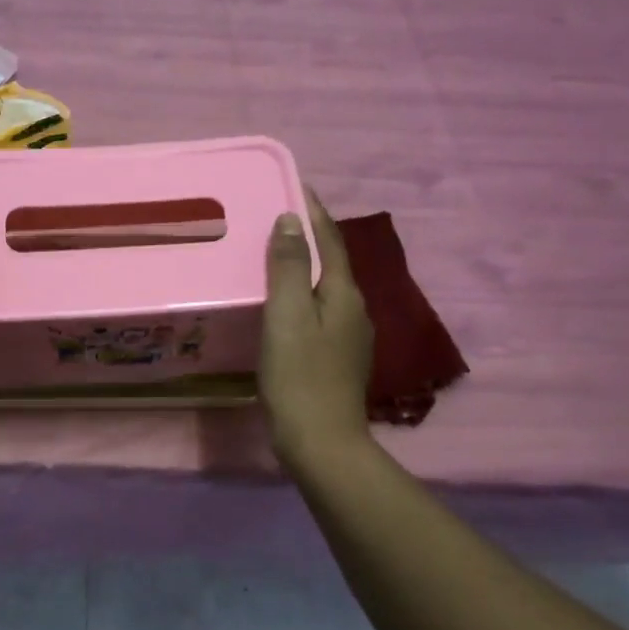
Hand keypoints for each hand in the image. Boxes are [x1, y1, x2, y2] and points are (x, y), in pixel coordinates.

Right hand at [260, 191, 373, 473]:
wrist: (321, 443)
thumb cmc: (299, 376)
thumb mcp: (288, 316)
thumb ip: (291, 267)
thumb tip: (291, 220)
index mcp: (345, 295)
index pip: (332, 240)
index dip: (313, 212)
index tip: (294, 186)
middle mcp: (355, 310)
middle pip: (332, 262)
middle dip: (309, 237)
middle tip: (275, 218)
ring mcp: (349, 337)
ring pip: (326, 288)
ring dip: (305, 267)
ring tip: (274, 256)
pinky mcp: (337, 359)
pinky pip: (319, 311)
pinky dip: (302, 295)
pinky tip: (282, 305)